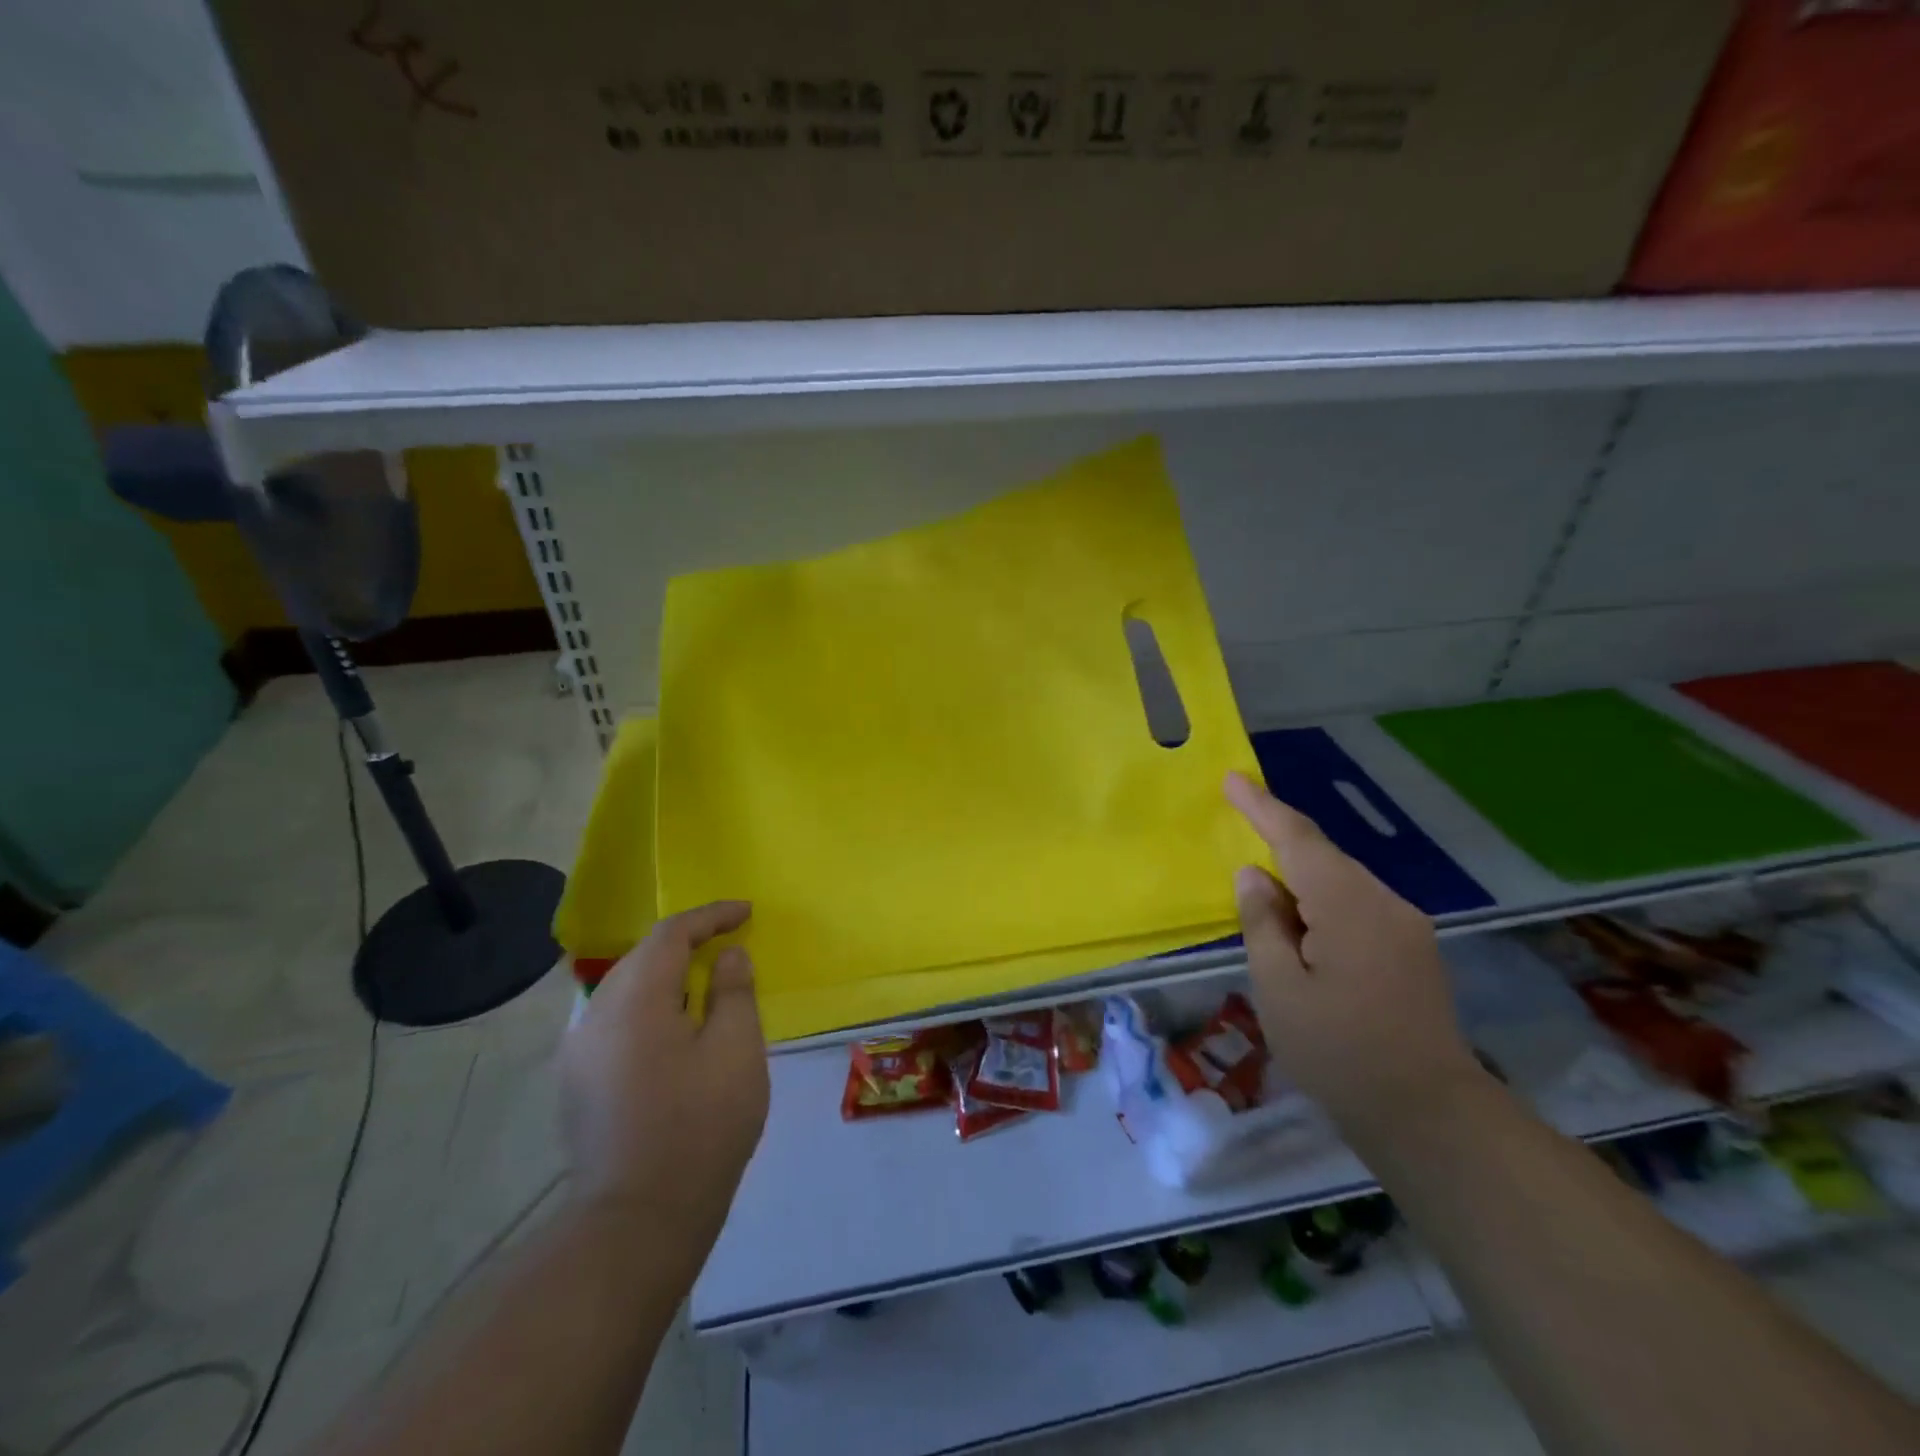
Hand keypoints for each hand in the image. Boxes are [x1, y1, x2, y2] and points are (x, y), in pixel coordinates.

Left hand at [560, 902, 767, 1251]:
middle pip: (643, 957)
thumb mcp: (736, 1050)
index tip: (746, 913)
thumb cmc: (700, 1127)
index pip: (671, 934)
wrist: (638, 1221)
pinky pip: (617, 1022)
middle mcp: (595, 1015)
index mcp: (634, 1000)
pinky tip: (676, 1032)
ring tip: (707, 985)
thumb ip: (734, 991)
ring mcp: (579, 1052)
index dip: (711, 916)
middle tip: (729, 944)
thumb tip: (728, 956)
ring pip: (627, 990)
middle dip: (687, 944)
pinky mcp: (577, 1084)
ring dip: (668, 977)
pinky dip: (651, 1009)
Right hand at [1225, 773, 1480, 1129]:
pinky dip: (1321, 902)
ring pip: (1340, 881)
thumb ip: (1263, 923)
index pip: (1298, 839)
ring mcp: (1405, 926)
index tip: (1231, 777)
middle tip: (1237, 830)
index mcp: (1349, 906)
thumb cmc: (1339, 1053)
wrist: (1430, 1117)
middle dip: (1277, 840)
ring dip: (1298, 877)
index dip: (1262, 806)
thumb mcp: (1279, 988)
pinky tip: (1301, 927)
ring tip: (1262, 897)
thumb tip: (1253, 875)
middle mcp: (1385, 903)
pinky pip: (1356, 905)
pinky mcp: (1413, 950)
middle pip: (1322, 856)